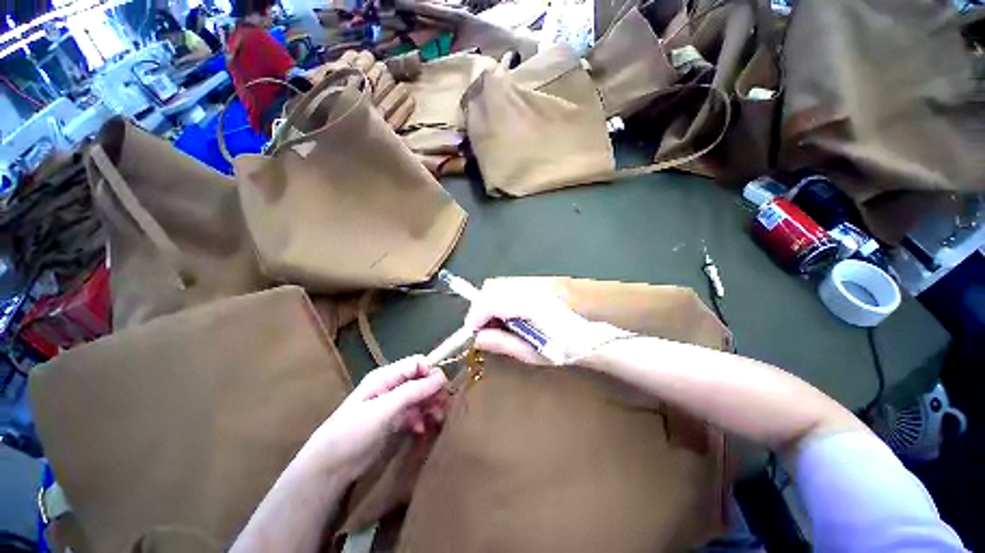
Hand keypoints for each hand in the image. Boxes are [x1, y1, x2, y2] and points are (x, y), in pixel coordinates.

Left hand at [295, 356, 447, 482]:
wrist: (329, 468)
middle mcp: (390, 387)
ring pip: (419, 398)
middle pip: (420, 381)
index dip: (431, 371)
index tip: (444, 386)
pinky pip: (413, 414)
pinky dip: (421, 419)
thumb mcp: (385, 409)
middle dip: (433, 391)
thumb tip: (441, 376)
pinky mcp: (392, 422)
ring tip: (437, 419)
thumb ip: (413, 391)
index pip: (416, 364)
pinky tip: (421, 429)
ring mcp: (392, 405)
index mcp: (386, 376)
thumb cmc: (353, 431)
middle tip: (444, 405)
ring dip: (430, 406)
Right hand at [463, 279, 628, 364]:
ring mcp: (534, 283)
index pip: (490, 300)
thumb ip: (503, 343)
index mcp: (530, 304)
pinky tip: (508, 317)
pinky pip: (508, 287)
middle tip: (483, 330)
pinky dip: (500, 300)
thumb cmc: (565, 349)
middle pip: (491, 287)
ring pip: (498, 286)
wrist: (591, 337)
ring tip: (496, 326)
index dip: (475, 316)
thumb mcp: (532, 352)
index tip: (472, 333)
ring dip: (489, 304)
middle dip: (480, 308)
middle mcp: (530, 287)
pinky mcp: (536, 285)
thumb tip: (477, 338)